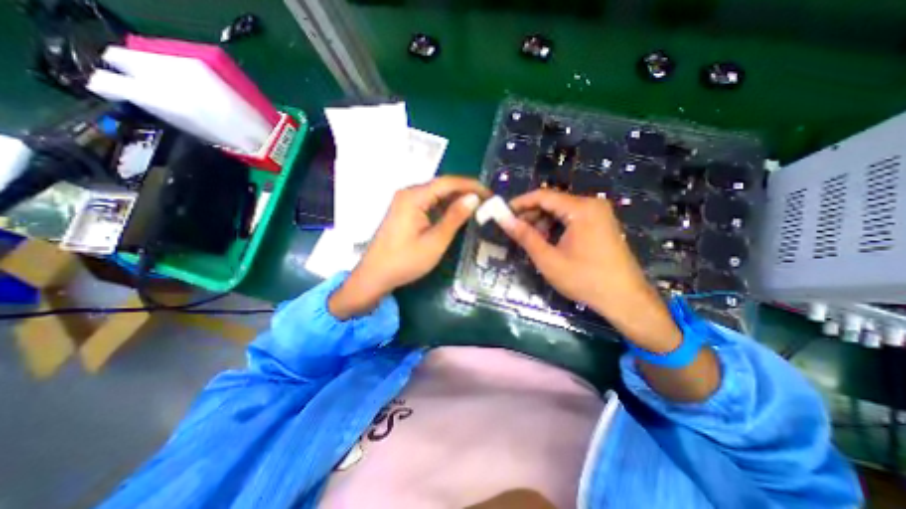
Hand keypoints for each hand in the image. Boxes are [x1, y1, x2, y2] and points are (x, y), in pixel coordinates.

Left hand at [331, 175, 491, 316]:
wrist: (375, 275)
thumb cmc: (405, 261)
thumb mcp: (435, 241)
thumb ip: (455, 217)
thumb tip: (474, 198)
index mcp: (414, 197)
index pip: (448, 182)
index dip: (471, 186)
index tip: (490, 194)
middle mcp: (408, 193)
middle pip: (442, 186)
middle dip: (465, 192)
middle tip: (486, 202)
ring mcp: (405, 201)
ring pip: (436, 194)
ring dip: (455, 199)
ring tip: (476, 207)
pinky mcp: (404, 211)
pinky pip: (428, 203)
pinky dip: (444, 207)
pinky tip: (455, 214)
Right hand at [498, 187, 682, 353]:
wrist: (625, 299)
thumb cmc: (584, 279)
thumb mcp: (548, 259)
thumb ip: (525, 236)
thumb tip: (504, 220)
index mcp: (581, 208)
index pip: (543, 196)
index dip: (520, 203)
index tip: (503, 214)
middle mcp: (591, 204)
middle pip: (553, 202)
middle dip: (531, 215)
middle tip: (515, 231)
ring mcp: (599, 214)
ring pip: (561, 211)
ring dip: (542, 222)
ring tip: (531, 240)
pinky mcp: (601, 224)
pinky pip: (572, 219)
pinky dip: (556, 227)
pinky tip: (548, 242)